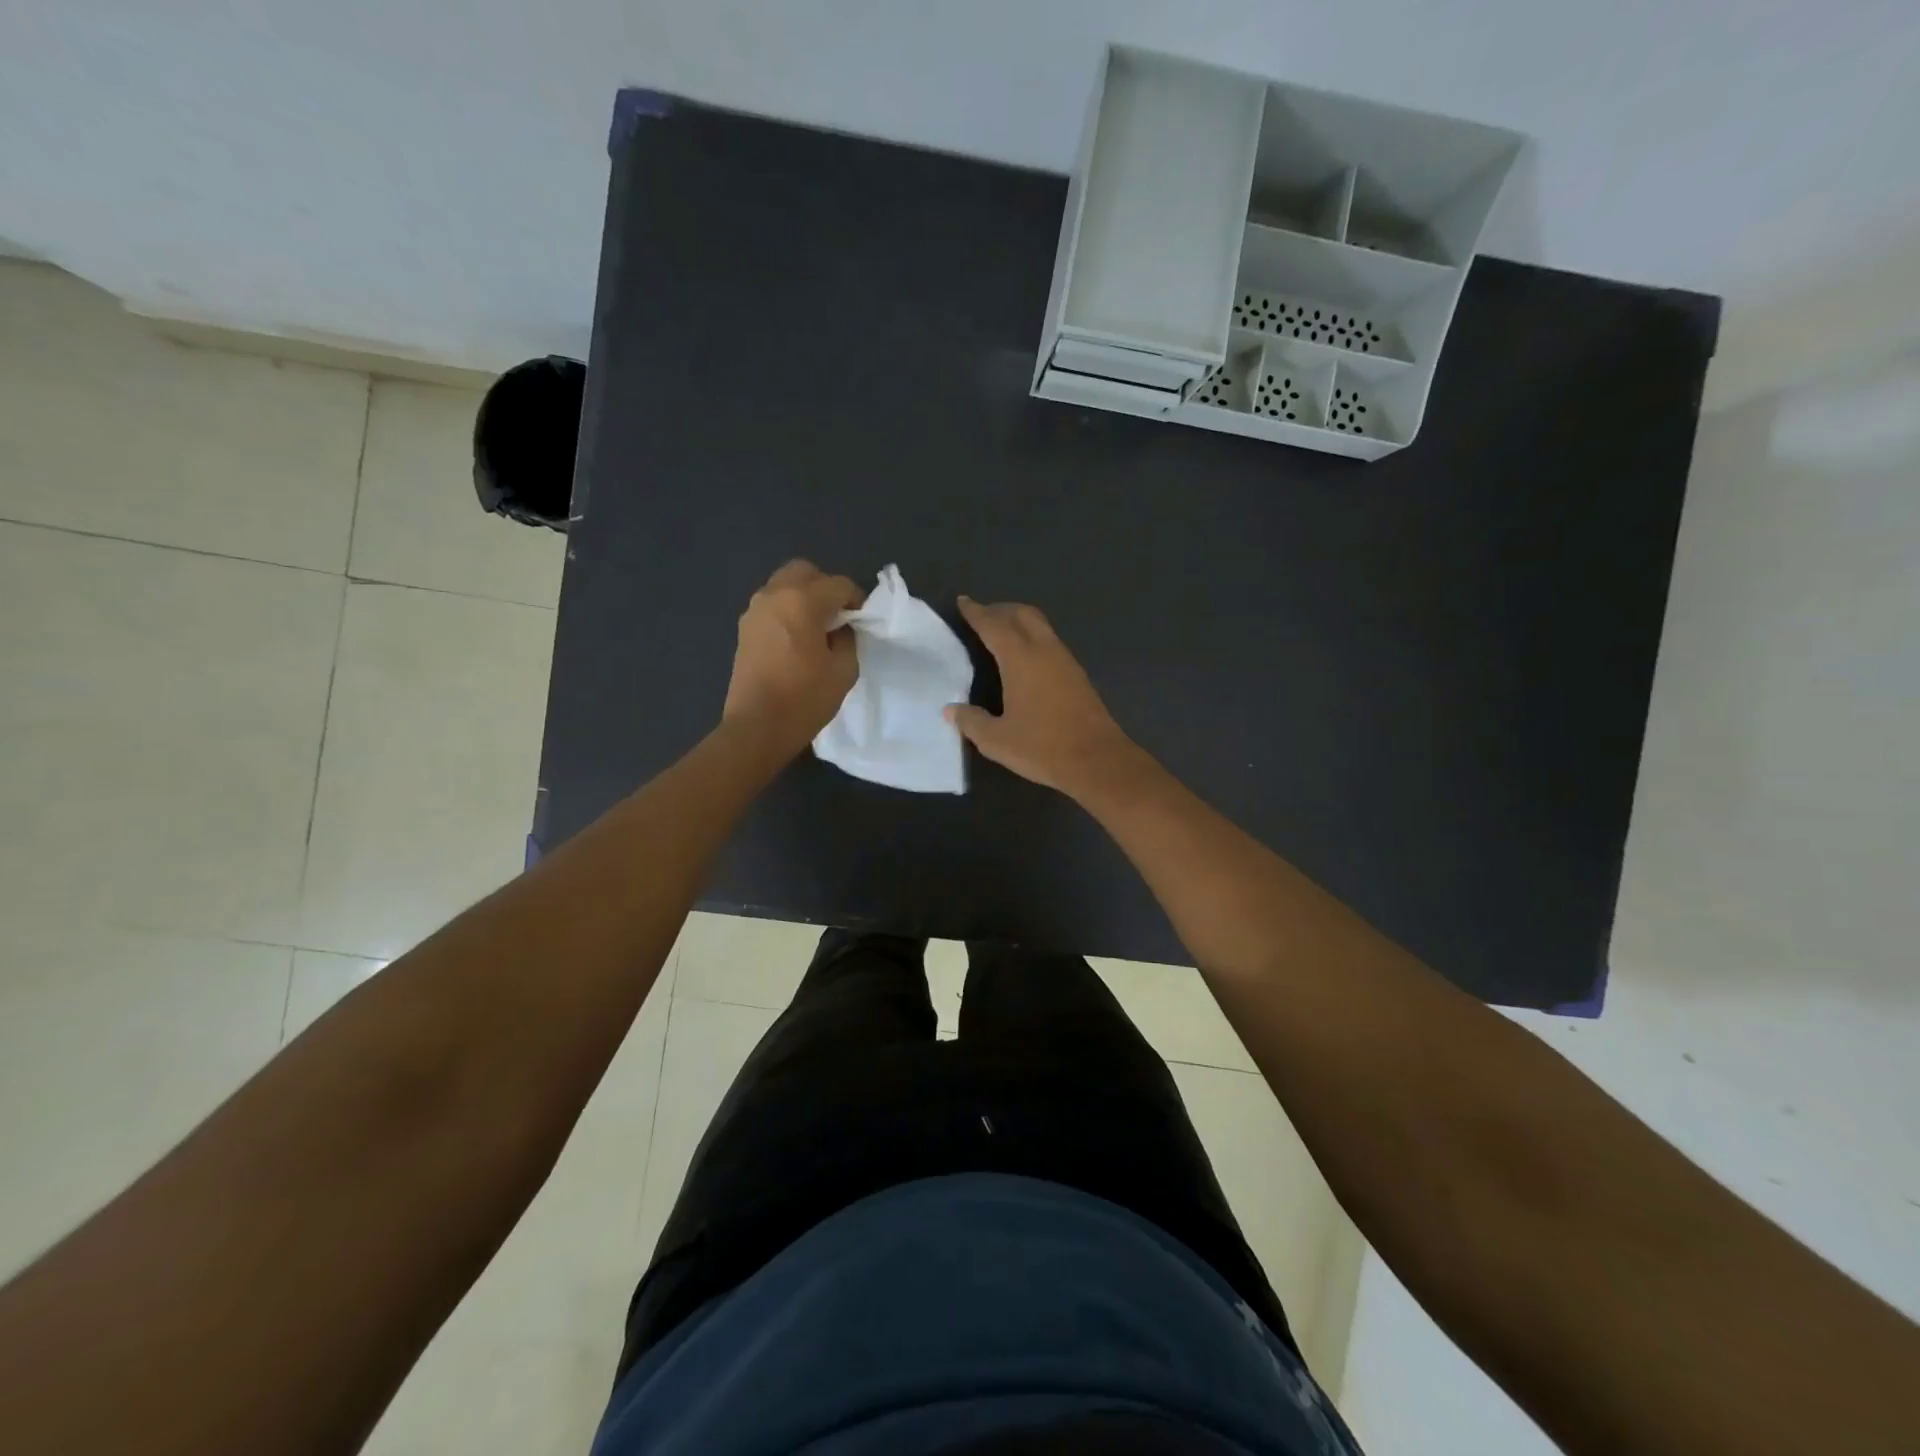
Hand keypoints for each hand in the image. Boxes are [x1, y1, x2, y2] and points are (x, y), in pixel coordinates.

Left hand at [722, 560, 863, 755]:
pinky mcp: (744, 628)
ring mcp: (755, 610)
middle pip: (805, 572)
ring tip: (817, 628)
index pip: (838, 584)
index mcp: (802, 601)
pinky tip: (797, 639)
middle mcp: (775, 595)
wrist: (757, 727)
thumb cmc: (805, 699)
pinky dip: (787, 610)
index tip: (862, 620)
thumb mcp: (844, 670)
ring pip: (784, 585)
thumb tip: (841, 627)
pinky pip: (772, 604)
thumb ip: (848, 639)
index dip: (856, 599)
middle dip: (825, 587)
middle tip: (838, 616)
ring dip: (804, 597)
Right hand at [946, 596, 1142, 798]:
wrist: (1097, 760)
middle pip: (1021, 614)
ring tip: (1000, 632)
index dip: (976, 612)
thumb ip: (971, 721)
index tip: (963, 602)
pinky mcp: (1077, 673)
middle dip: (999, 610)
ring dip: (1018, 620)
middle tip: (981, 615)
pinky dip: (1032, 636)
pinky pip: (1050, 640)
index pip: (993, 625)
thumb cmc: (1042, 747)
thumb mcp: (997, 740)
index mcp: (1020, 658)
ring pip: (1039, 624)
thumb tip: (951, 710)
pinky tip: (1025, 657)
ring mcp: (1064, 659)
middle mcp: (1044, 649)